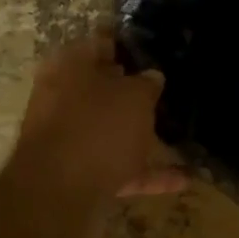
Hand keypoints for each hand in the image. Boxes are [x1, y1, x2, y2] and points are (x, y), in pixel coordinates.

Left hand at [8, 34, 185, 199]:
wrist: (57, 196)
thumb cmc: (98, 128)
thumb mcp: (135, 96)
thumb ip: (147, 84)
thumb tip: (151, 77)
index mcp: (70, 65)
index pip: (103, 42)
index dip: (130, 43)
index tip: (157, 47)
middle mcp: (62, 96)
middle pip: (103, 87)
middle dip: (132, 90)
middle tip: (167, 88)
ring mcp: (67, 137)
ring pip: (108, 128)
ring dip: (139, 132)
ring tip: (176, 133)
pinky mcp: (76, 173)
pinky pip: (116, 166)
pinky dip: (145, 172)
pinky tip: (182, 179)